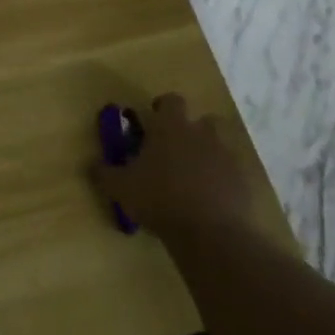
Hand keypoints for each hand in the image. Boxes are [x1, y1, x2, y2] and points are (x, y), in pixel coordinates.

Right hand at [94, 93, 298, 254]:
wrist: (212, 233)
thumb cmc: (160, 199)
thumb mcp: (120, 188)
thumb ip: (104, 173)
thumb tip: (92, 164)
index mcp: (171, 127)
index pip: (170, 101)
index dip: (162, 108)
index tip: (152, 123)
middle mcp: (202, 134)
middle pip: (200, 120)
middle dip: (188, 132)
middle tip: (171, 153)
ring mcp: (226, 157)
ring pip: (217, 147)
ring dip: (205, 156)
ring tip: (190, 178)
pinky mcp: (242, 182)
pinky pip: (229, 174)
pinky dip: (219, 181)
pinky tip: (207, 201)